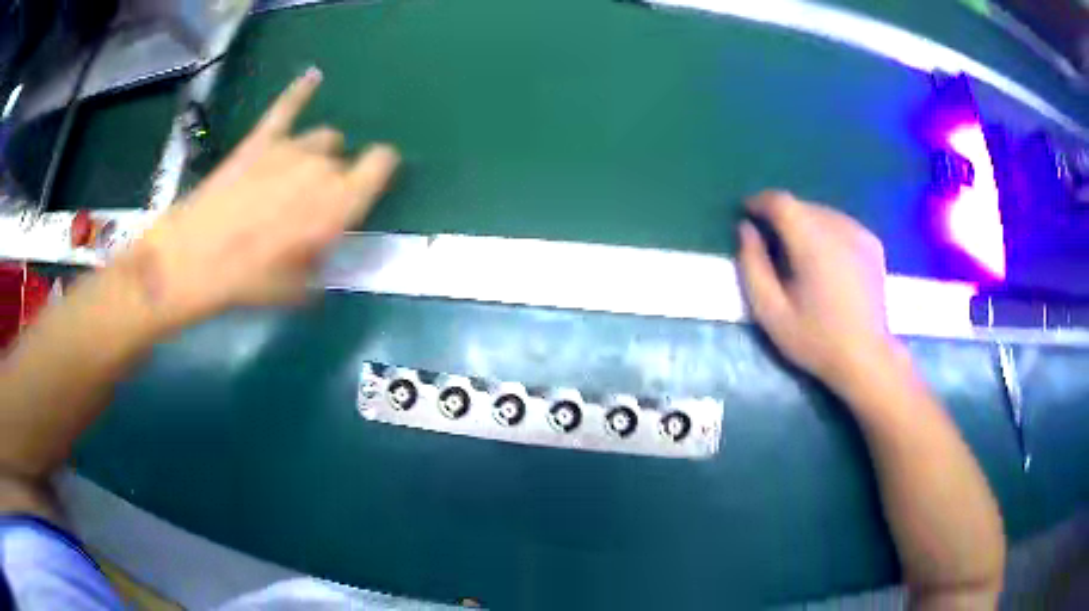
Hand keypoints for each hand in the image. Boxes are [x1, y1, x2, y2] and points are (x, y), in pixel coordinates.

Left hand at [119, 68, 399, 331]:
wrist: (194, 258)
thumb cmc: (250, 281)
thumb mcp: (299, 288)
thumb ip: (322, 260)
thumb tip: (324, 246)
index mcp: (340, 202)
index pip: (381, 166)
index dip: (379, 171)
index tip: (369, 185)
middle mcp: (322, 166)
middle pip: (342, 160)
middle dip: (336, 178)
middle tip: (311, 207)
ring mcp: (290, 147)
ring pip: (322, 138)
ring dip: (317, 154)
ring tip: (297, 174)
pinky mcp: (261, 140)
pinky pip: (286, 107)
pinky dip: (300, 92)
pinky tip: (312, 78)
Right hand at [737, 190, 897, 389]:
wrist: (867, 358)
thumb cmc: (815, 339)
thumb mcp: (770, 311)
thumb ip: (752, 265)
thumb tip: (745, 229)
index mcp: (811, 241)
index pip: (780, 201)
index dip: (759, 203)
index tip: (746, 215)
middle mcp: (838, 226)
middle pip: (801, 205)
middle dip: (781, 216)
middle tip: (771, 243)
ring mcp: (859, 232)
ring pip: (822, 212)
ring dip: (804, 223)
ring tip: (799, 253)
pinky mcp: (872, 243)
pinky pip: (841, 223)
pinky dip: (826, 231)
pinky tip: (826, 259)